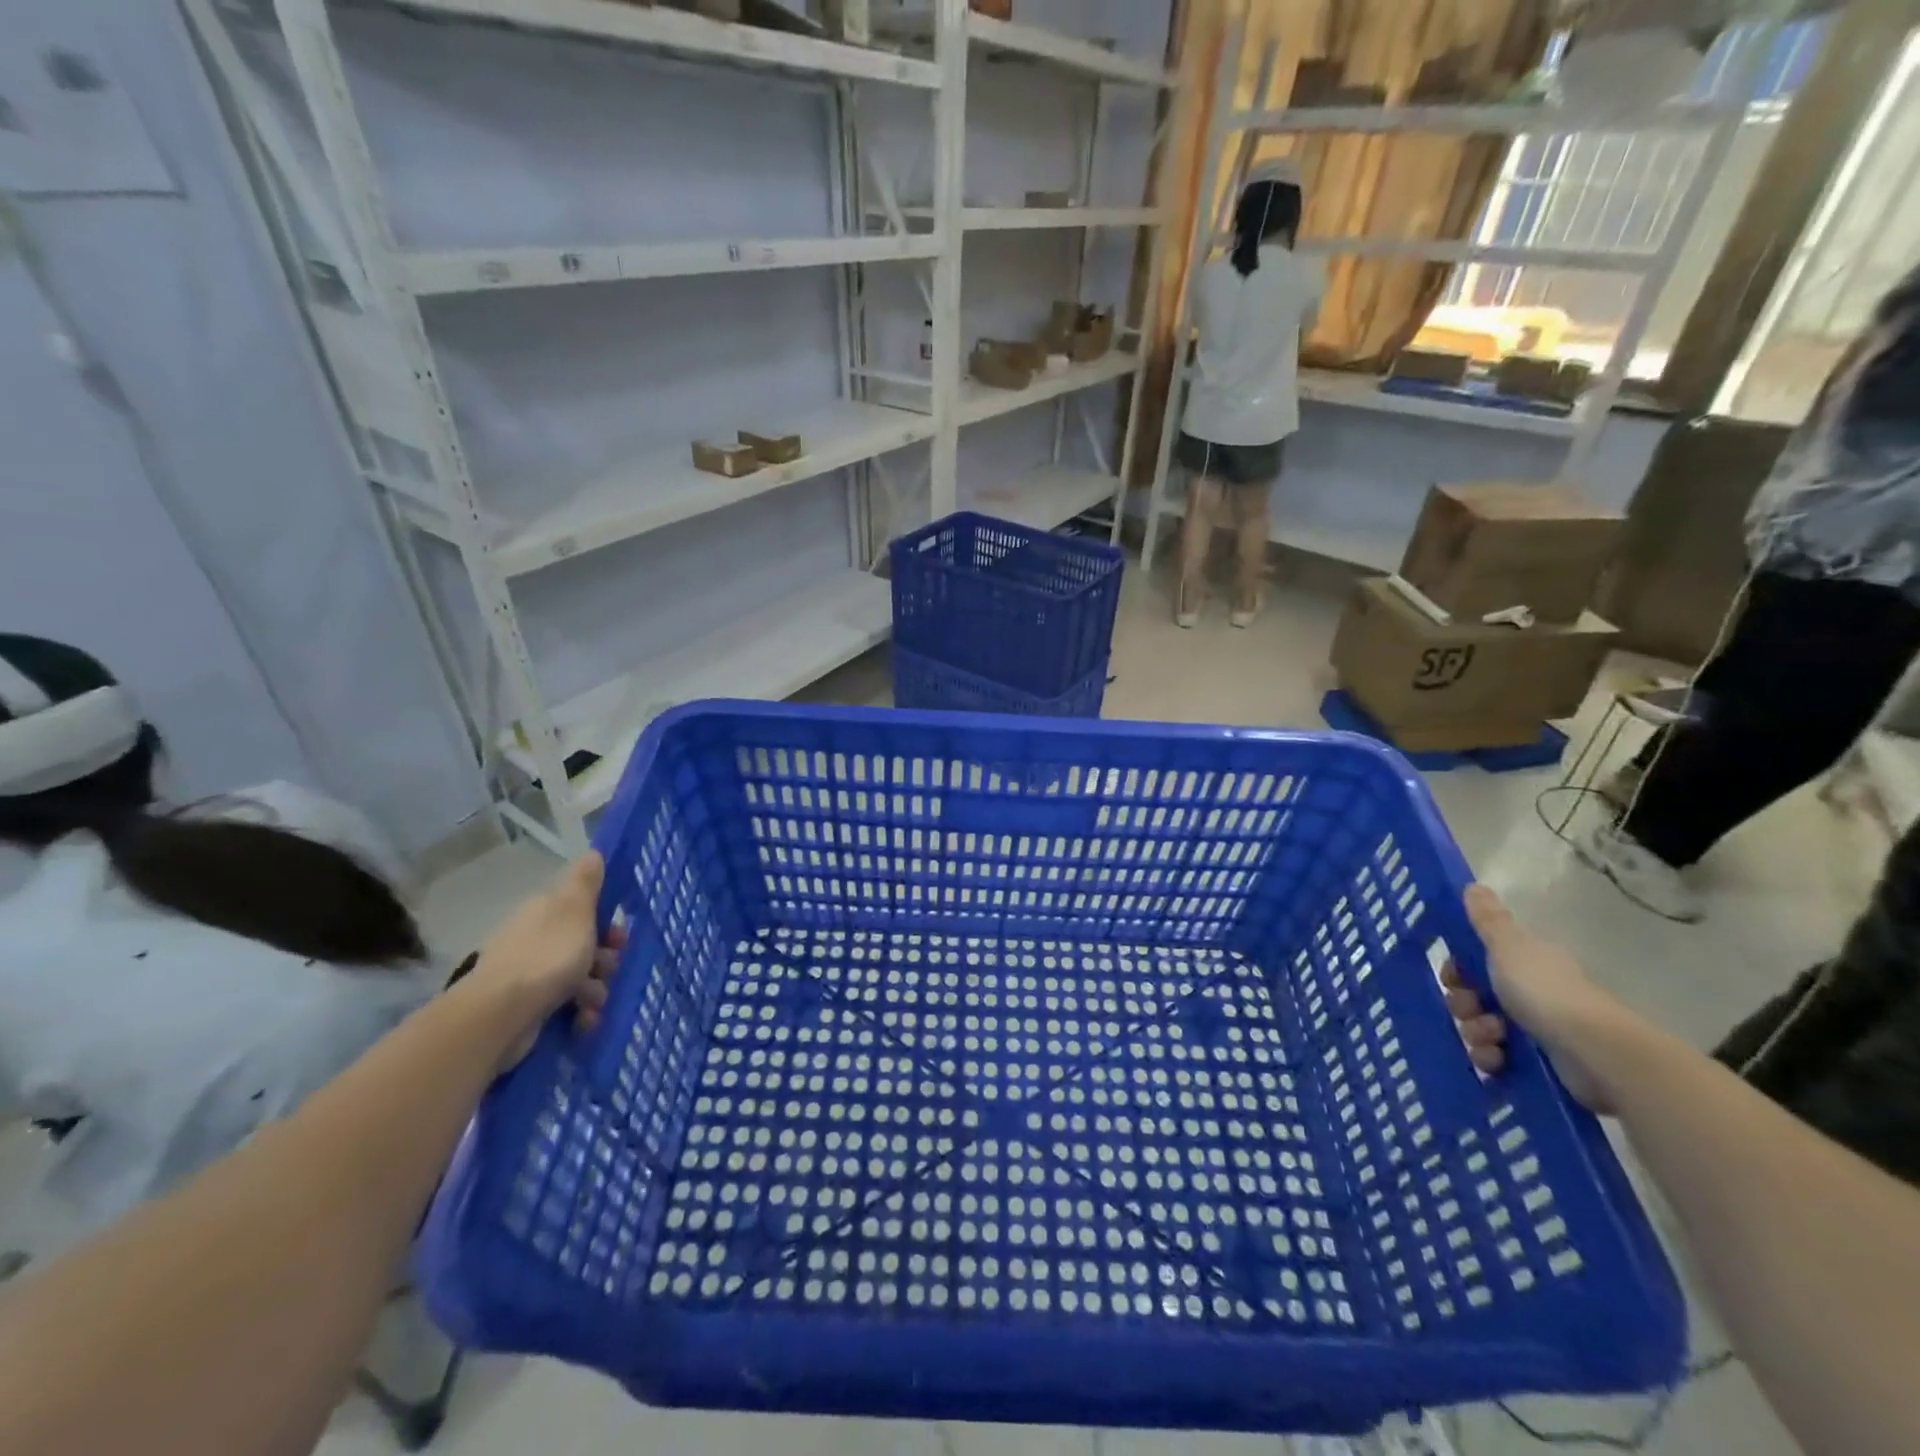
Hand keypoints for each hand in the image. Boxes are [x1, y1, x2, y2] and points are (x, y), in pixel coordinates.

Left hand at [466, 853, 623, 1068]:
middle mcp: (535, 938)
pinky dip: (578, 1013)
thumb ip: (586, 882)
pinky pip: (565, 1005)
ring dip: (595, 990)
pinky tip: (582, 1020)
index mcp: (545, 911)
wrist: (501, 1014)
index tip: (619, 935)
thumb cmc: (547, 956)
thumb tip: (593, 852)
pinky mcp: (527, 1006)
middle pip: (584, 944)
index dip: (606, 920)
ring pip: (579, 976)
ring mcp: (529, 974)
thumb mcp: (575, 910)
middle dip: (605, 959)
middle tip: (608, 968)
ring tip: (592, 1002)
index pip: (582, 907)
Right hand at [1442, 884, 1633, 1112]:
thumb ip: (1487, 920)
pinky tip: (1497, 1061)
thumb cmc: (1546, 991)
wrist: (1595, 1051)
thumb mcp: (1508, 947)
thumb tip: (1473, 886)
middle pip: (1473, 996)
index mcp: (1523, 962)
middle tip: (1471, 1009)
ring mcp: (1534, 1029)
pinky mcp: (1537, 1063)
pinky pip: (1495, 1059)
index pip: (1474, 962)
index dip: (1457, 969)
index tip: (1453, 977)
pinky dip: (1490, 1059)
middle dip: (1463, 1004)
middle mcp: (1529, 992)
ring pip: (1480, 1027)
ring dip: (1476, 1033)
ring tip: (1492, 1040)